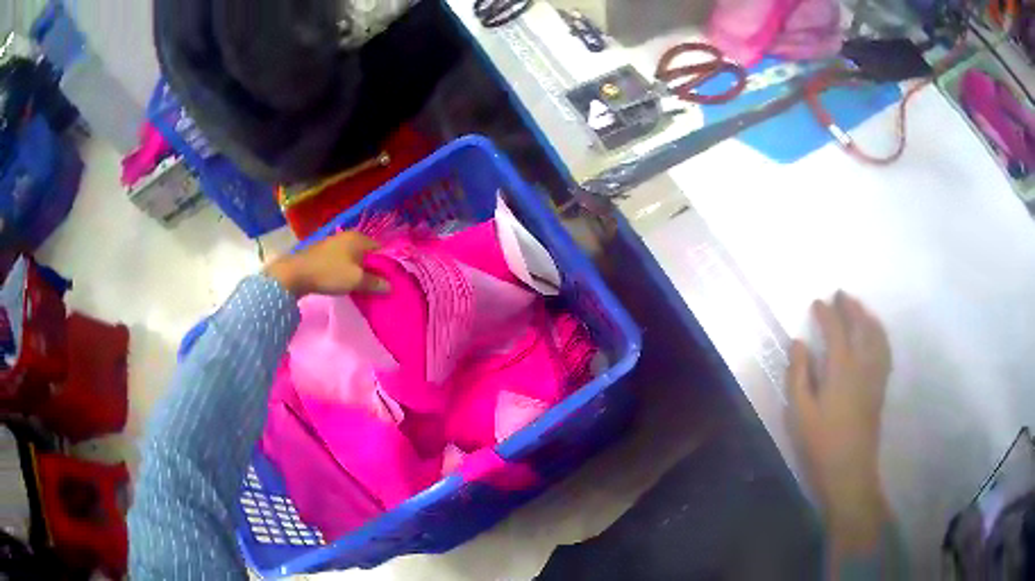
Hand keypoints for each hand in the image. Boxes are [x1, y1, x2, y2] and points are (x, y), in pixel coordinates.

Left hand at [265, 231, 389, 297]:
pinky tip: (344, 280)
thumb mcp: (356, 280)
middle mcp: (348, 236)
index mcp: (359, 238)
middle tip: (376, 285)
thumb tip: (390, 286)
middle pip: (367, 253)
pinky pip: (342, 259)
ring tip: (361, 285)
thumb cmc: (330, 273)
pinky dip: (346, 268)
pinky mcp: (324, 251)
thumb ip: (375, 283)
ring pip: (354, 256)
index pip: (381, 249)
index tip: (388, 280)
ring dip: (358, 269)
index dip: (386, 265)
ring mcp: (334, 242)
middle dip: (372, 267)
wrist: (296, 273)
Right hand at [787, 291, 892, 552]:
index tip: (817, 302)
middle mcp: (862, 365)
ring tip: (859, 308)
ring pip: (876, 336)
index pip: (836, 330)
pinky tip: (876, 335)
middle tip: (840, 294)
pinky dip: (880, 335)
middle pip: (860, 326)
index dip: (826, 313)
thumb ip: (799, 373)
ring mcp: (875, 375)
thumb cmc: (820, 443)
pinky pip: (885, 351)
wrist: (849, 470)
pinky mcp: (880, 387)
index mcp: (841, 369)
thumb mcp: (800, 411)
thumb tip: (799, 343)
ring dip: (868, 317)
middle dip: (851, 307)